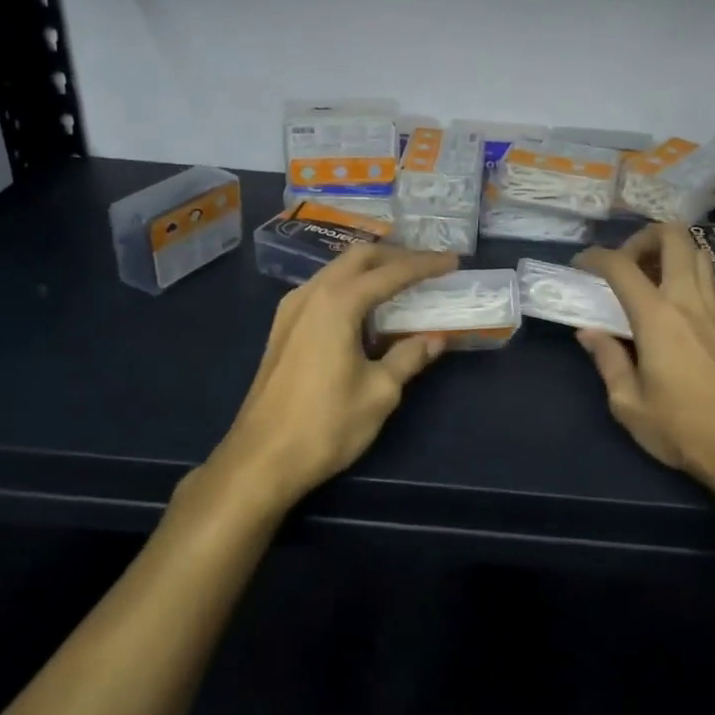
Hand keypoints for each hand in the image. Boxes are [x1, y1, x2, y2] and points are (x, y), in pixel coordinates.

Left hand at [208, 244, 457, 511]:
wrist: (261, 459)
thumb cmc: (326, 424)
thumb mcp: (379, 392)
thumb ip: (409, 357)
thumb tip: (435, 338)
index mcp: (338, 302)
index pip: (391, 272)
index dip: (425, 265)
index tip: (453, 261)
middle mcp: (311, 294)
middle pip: (359, 258)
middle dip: (395, 256)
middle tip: (427, 266)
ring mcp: (291, 310)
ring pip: (337, 271)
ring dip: (370, 270)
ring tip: (401, 282)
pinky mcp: (283, 328)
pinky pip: (323, 290)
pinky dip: (350, 287)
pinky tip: (366, 309)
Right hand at [574, 223, 714, 502]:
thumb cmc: (680, 427)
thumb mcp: (627, 402)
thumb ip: (607, 359)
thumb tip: (589, 332)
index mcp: (657, 316)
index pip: (621, 266)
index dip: (595, 257)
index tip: (579, 266)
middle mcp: (687, 300)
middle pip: (673, 236)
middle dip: (642, 237)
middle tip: (623, 264)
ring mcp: (711, 308)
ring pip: (696, 251)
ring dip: (668, 250)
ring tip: (646, 277)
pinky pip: (707, 276)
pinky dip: (686, 269)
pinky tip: (669, 298)